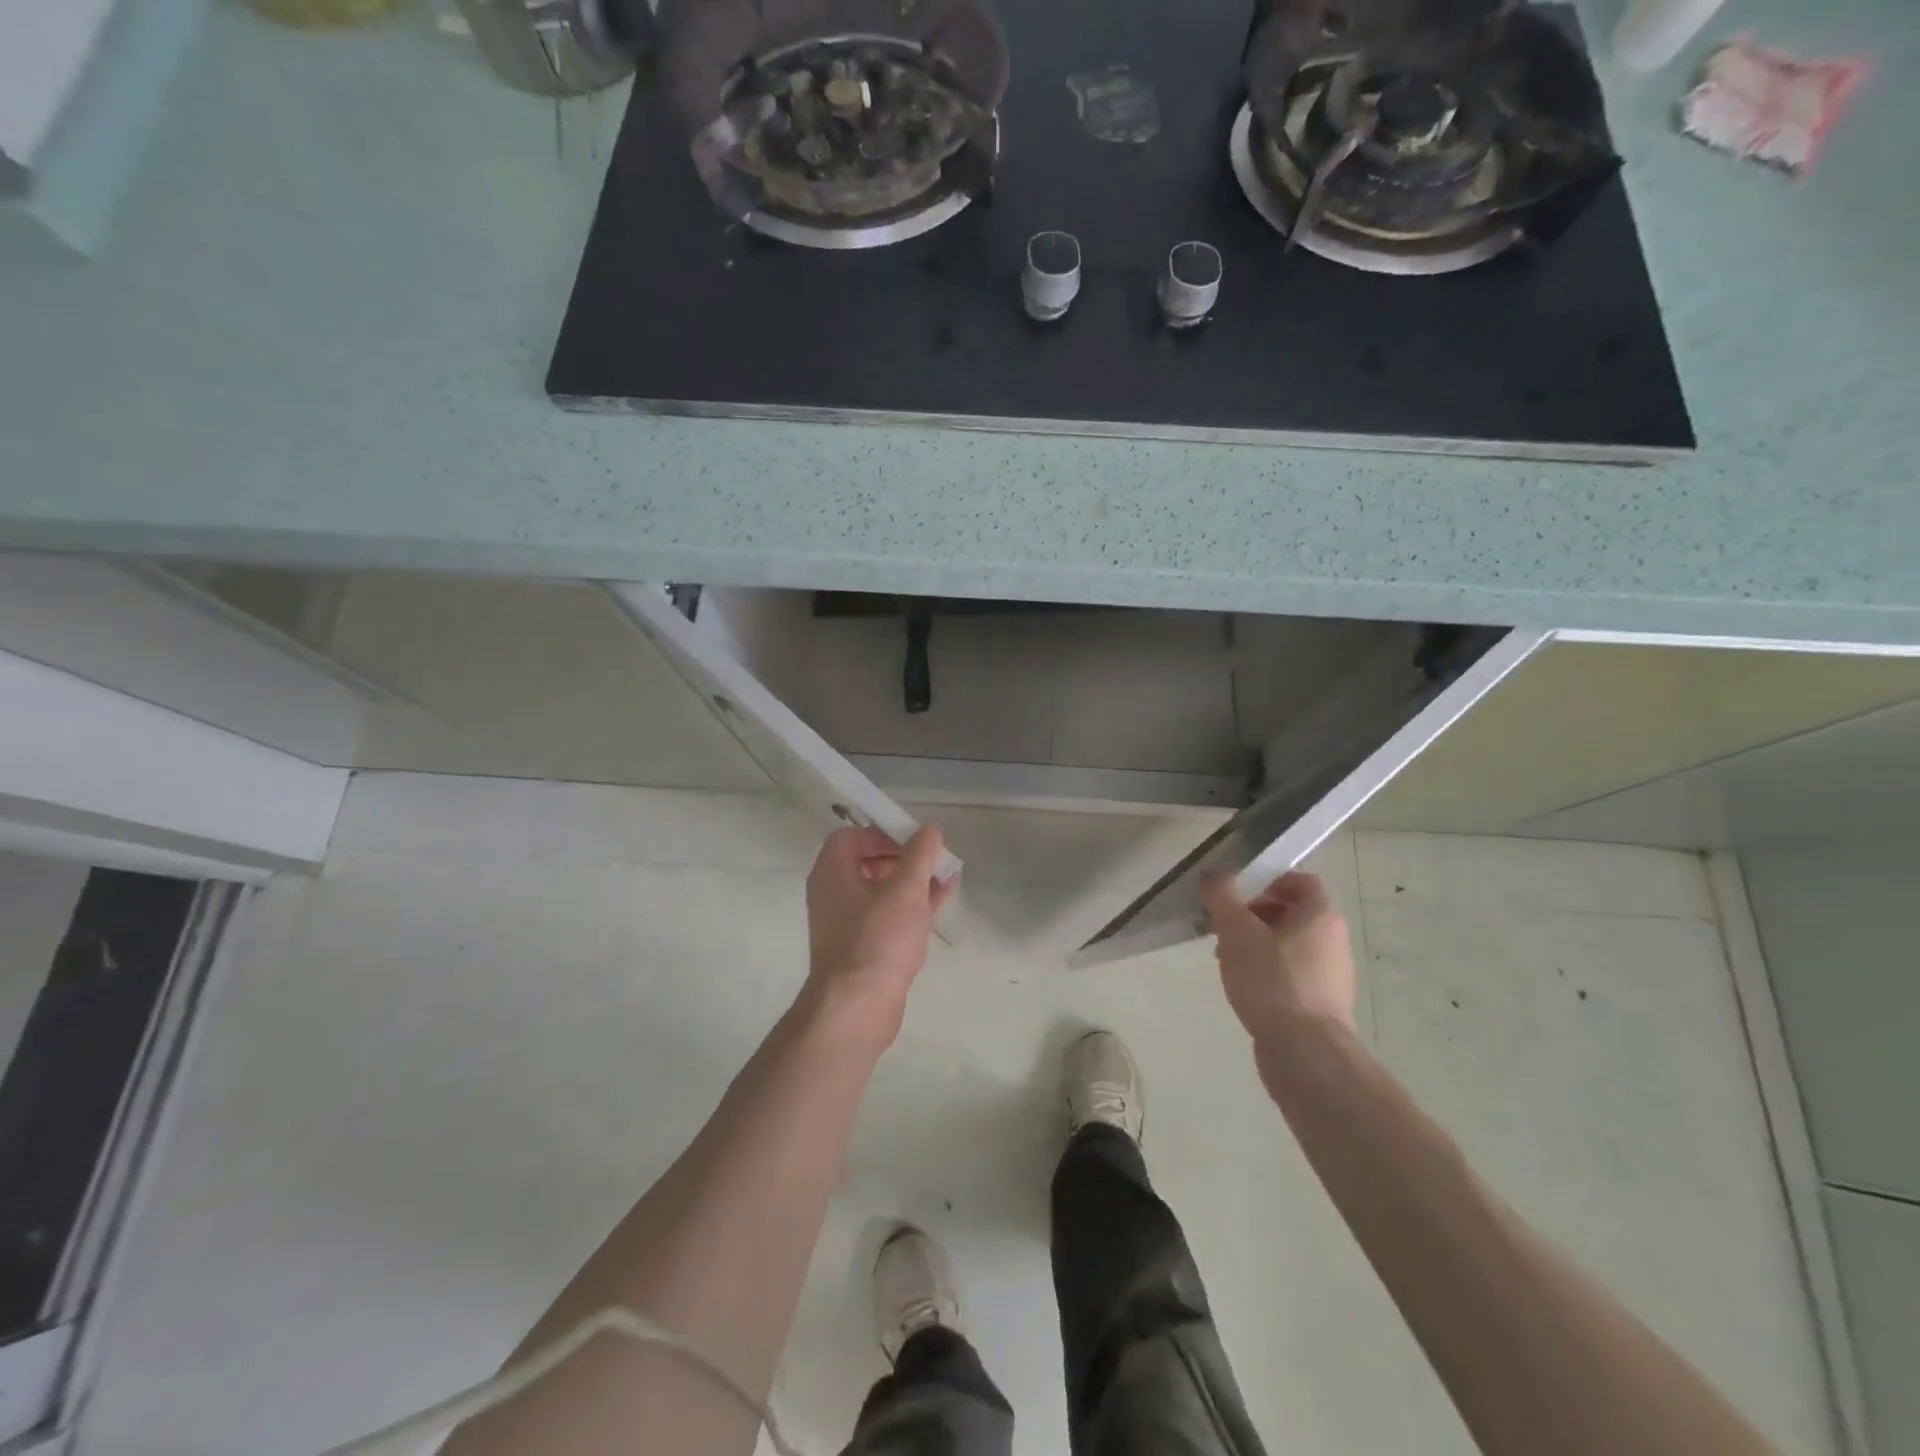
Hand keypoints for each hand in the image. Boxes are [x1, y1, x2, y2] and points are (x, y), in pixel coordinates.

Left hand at [801, 825, 954, 1047]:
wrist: (857, 1007)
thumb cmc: (878, 938)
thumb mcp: (906, 889)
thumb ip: (919, 854)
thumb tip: (928, 828)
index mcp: (832, 872)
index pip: (852, 836)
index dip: (884, 833)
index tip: (914, 842)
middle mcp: (833, 893)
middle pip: (867, 862)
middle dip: (904, 858)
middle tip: (932, 861)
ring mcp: (846, 923)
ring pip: (881, 890)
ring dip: (912, 881)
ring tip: (945, 878)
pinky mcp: (862, 947)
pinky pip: (887, 915)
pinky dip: (911, 905)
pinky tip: (941, 901)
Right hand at [1200, 871, 1357, 1045]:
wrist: (1305, 1052)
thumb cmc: (1273, 981)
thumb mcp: (1237, 931)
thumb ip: (1222, 897)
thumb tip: (1214, 873)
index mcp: (1321, 915)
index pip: (1301, 880)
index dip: (1269, 880)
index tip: (1238, 893)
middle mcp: (1333, 940)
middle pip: (1294, 912)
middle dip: (1255, 914)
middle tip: (1225, 926)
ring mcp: (1331, 975)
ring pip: (1290, 945)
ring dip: (1258, 944)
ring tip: (1227, 959)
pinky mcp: (1322, 1004)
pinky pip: (1292, 974)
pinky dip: (1269, 972)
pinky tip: (1245, 987)